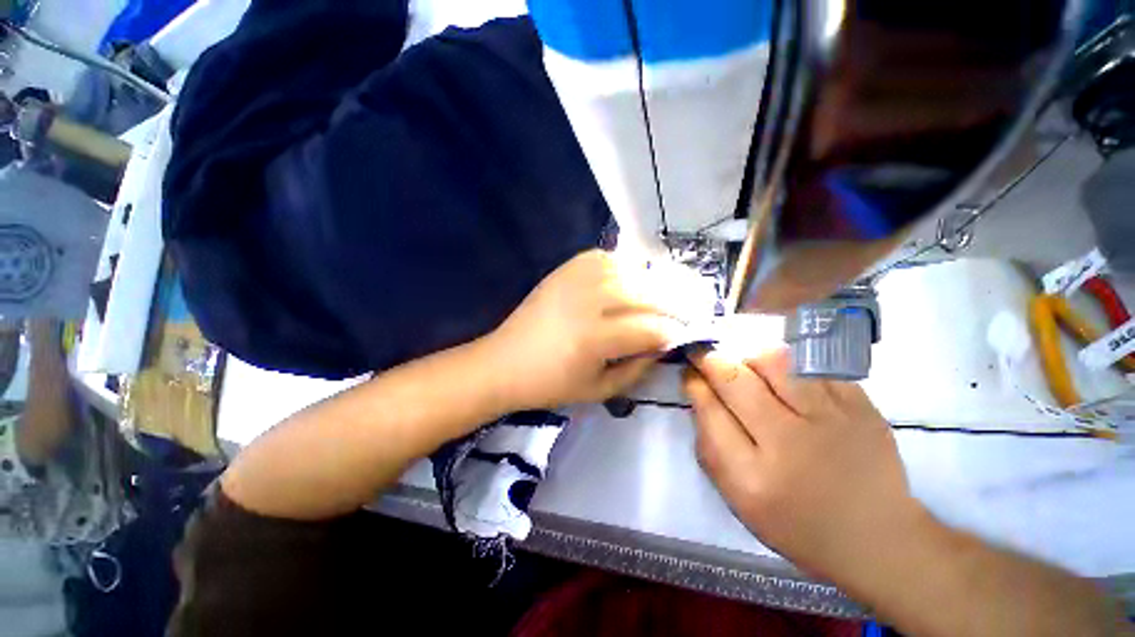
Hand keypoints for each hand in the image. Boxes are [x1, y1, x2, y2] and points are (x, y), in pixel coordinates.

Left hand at [486, 250, 684, 410]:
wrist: (504, 362)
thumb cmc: (551, 383)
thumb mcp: (600, 390)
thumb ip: (638, 367)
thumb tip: (663, 343)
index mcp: (594, 338)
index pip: (651, 328)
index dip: (675, 331)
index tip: (687, 334)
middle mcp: (587, 301)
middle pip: (646, 293)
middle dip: (675, 302)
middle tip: (690, 308)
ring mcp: (574, 280)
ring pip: (629, 270)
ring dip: (654, 280)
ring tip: (667, 291)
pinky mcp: (563, 270)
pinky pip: (604, 257)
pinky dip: (624, 264)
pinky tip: (631, 277)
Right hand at [683, 347, 927, 582]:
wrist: (875, 536)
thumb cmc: (794, 521)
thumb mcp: (737, 497)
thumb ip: (709, 443)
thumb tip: (698, 391)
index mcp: (752, 476)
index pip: (709, 409)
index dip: (694, 383)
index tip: (689, 371)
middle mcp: (789, 443)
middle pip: (735, 379)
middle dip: (711, 359)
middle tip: (704, 353)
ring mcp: (831, 420)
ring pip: (774, 361)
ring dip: (748, 355)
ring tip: (744, 361)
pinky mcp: (861, 405)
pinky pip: (812, 363)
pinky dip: (789, 360)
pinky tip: (782, 370)